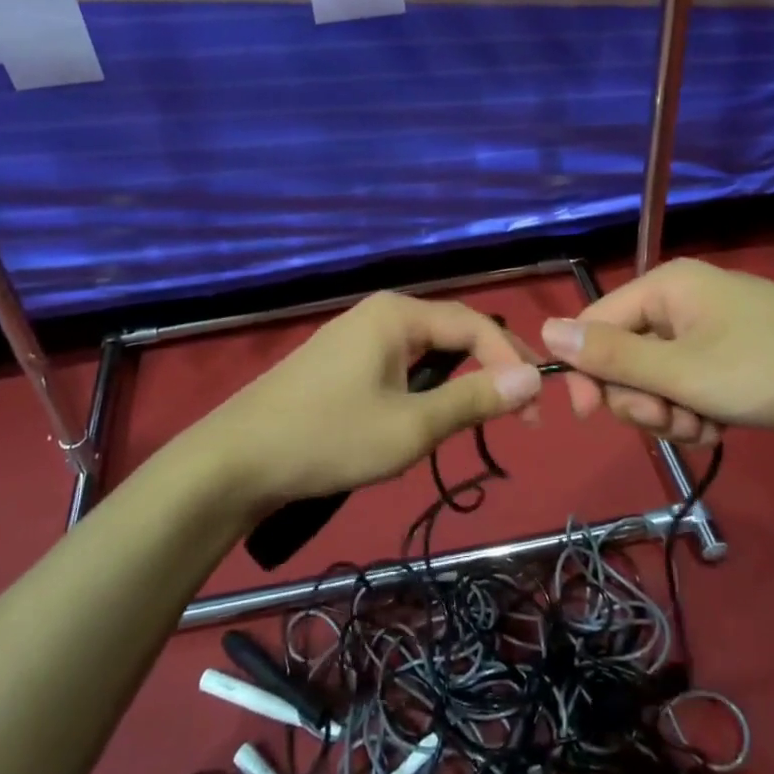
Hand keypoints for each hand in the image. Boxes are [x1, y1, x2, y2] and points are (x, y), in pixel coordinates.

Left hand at [187, 292, 543, 509]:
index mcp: (398, 313)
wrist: (237, 460)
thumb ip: (474, 399)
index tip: (537, 409)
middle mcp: (380, 312)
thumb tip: (533, 377)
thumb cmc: (329, 437)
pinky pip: (400, 365)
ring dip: (458, 381)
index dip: (512, 362)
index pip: (475, 325)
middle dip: (490, 369)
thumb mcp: (411, 425)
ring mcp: (356, 335)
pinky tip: (427, 416)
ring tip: (480, 418)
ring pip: (427, 352)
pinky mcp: (342, 362)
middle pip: (452, 333)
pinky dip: (426, 388)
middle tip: (519, 413)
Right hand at [540, 258, 773, 453]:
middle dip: (640, 398)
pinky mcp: (732, 363)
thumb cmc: (771, 370)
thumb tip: (545, 331)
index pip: (595, 324)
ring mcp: (709, 333)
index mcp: (665, 287)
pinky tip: (720, 428)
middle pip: (625, 356)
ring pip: (656, 379)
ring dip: (669, 412)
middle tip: (671, 419)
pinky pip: (688, 389)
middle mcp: (681, 304)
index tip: (590, 418)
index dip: (586, 371)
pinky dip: (694, 413)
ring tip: (704, 426)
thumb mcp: (683, 371)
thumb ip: (611, 356)